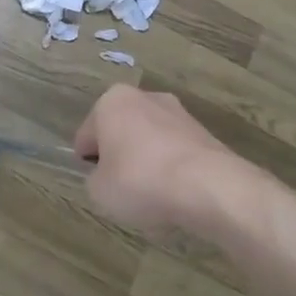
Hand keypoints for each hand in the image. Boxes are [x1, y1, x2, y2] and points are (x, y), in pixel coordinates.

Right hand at [73, 85, 241, 240]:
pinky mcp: (204, 133)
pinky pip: (176, 154)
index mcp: (111, 101)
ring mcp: (179, 113)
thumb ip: (96, 179)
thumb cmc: (140, 180)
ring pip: (150, 142)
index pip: (87, 134)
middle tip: (122, 190)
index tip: (98, 184)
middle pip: (121, 132)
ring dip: (147, 163)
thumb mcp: (98, 191)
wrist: (209, 186)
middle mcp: (145, 97)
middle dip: (120, 157)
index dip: (88, 162)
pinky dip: (172, 171)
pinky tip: (176, 195)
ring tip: (153, 198)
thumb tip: (107, 176)